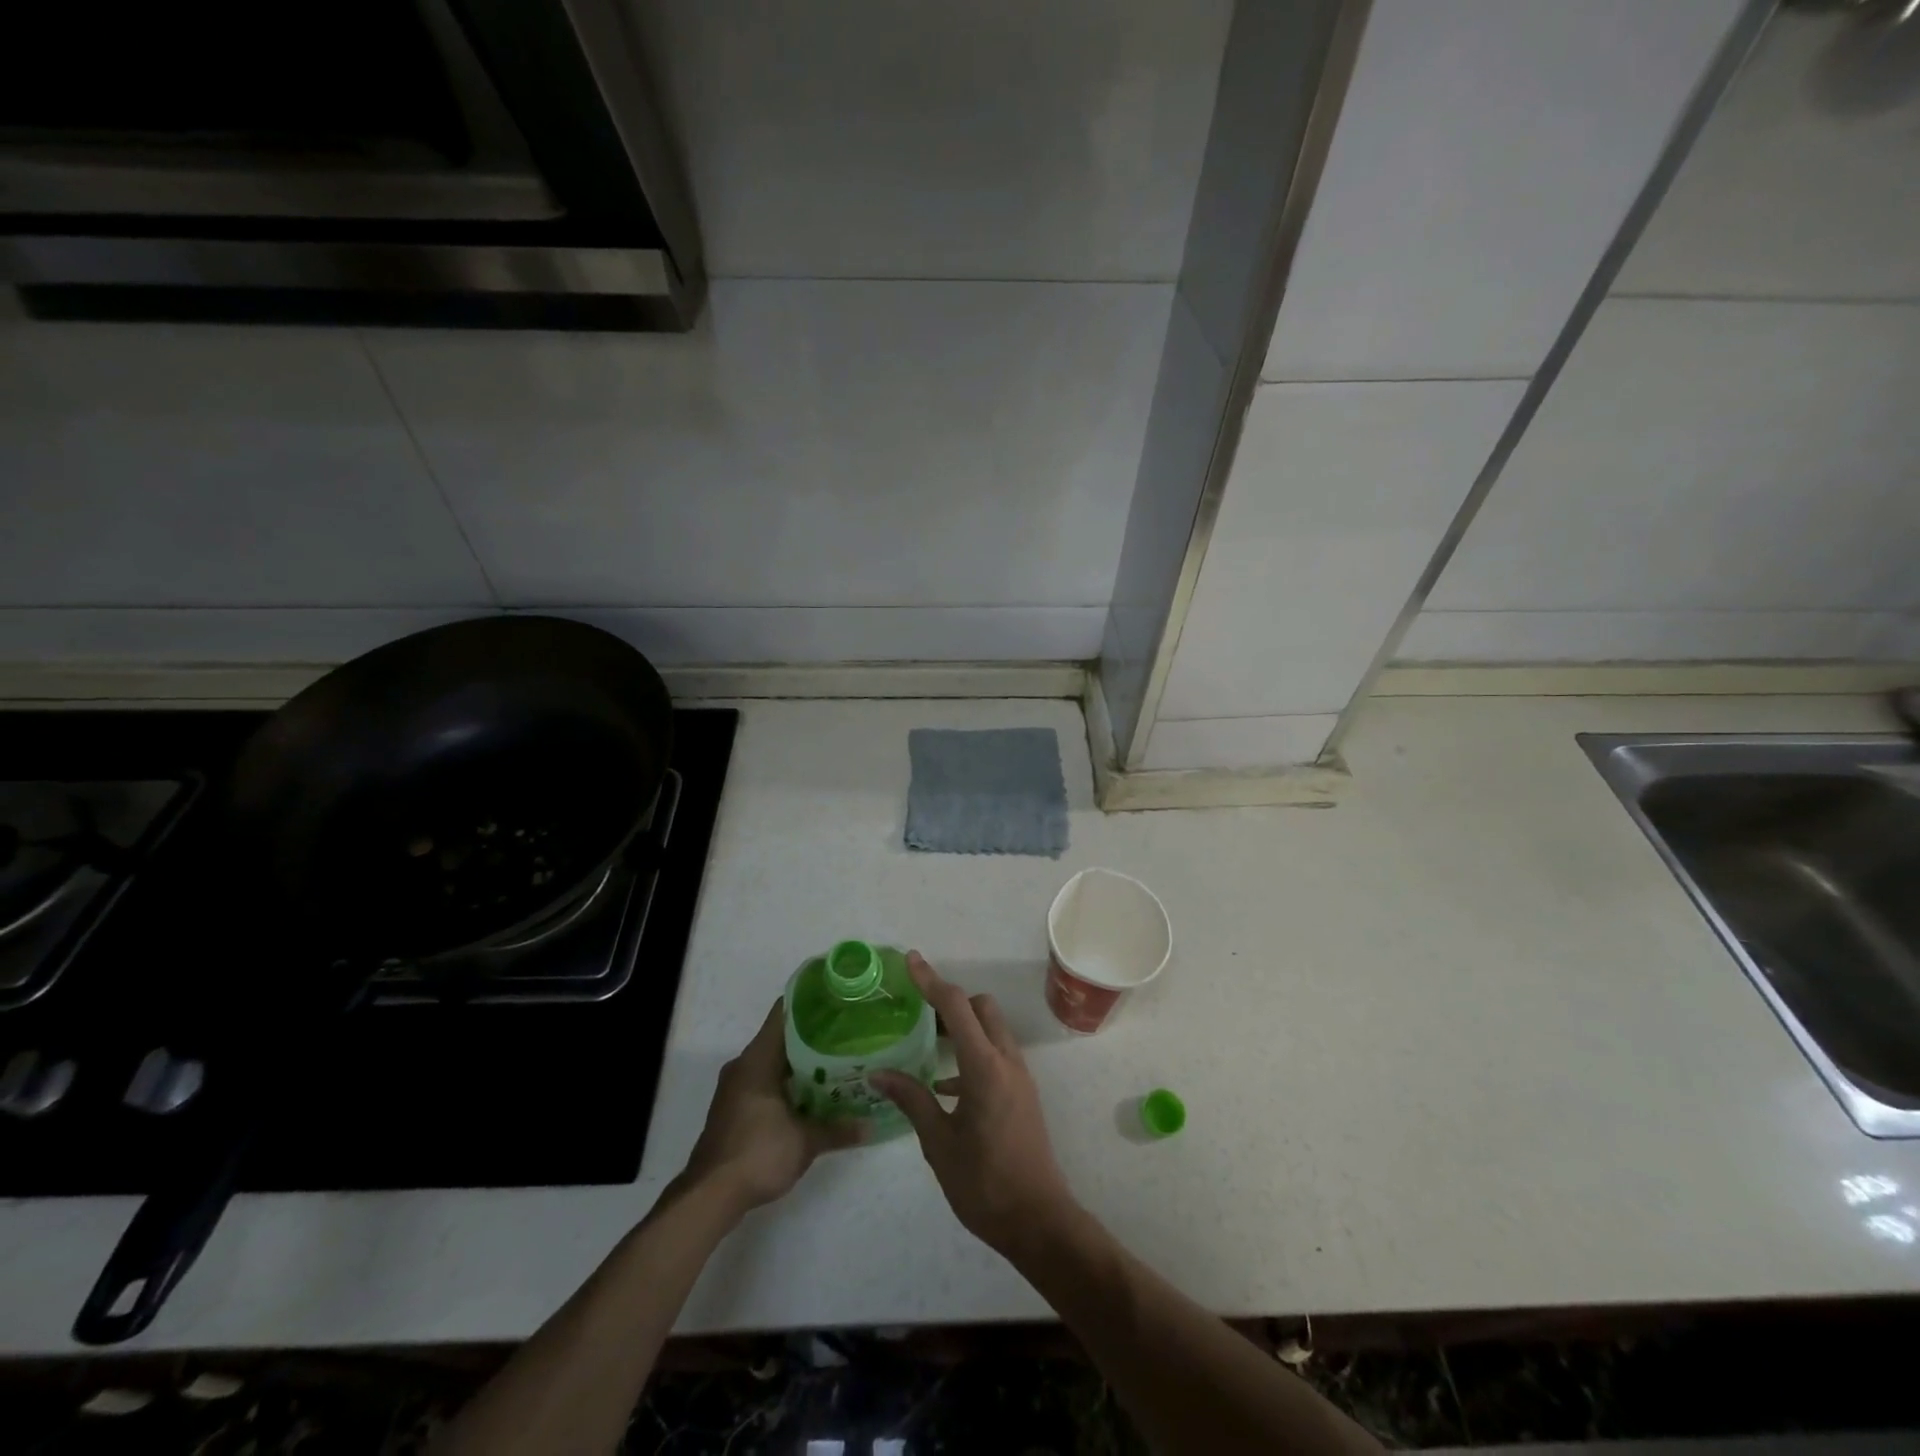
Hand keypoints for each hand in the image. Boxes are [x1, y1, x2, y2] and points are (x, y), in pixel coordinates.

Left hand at [683, 1001, 861, 1214]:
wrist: (709, 1197)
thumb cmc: (757, 1153)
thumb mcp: (805, 1141)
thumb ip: (838, 1129)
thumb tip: (870, 1125)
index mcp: (758, 1058)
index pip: (784, 1012)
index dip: (811, 1001)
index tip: (838, 998)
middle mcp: (744, 1065)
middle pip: (781, 1036)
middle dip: (813, 1034)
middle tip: (847, 1032)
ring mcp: (736, 1087)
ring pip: (773, 1061)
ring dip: (801, 1061)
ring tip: (837, 1061)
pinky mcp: (734, 1108)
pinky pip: (765, 1081)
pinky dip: (788, 1081)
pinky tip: (813, 1092)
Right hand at [870, 952, 1077, 1259]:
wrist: (1039, 1220)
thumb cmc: (985, 1184)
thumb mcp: (939, 1144)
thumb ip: (912, 1101)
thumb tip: (878, 1074)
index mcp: (985, 1068)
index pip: (956, 1007)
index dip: (932, 981)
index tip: (911, 960)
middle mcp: (1006, 1061)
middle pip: (981, 1008)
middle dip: (951, 1002)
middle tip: (918, 1013)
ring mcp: (1019, 1077)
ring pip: (992, 1030)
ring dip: (963, 1027)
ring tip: (926, 1043)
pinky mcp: (1022, 1093)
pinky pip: (996, 1055)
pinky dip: (972, 1054)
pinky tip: (944, 1085)